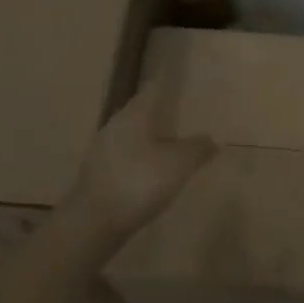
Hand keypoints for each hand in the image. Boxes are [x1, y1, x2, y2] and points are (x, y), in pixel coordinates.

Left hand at [67, 76, 214, 243]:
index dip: (168, 81)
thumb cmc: (138, 182)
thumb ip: (198, 148)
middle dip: (162, 111)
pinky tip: (153, 172)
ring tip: (173, 144)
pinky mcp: (98, 174)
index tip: (182, 78)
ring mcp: (104, 150)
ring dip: (151, 136)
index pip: (154, 87)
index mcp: (135, 113)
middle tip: (184, 112)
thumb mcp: (179, 164)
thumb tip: (212, 139)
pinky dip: (141, 158)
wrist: (91, 224)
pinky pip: (126, 156)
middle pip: (142, 110)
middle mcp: (116, 124)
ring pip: (133, 134)